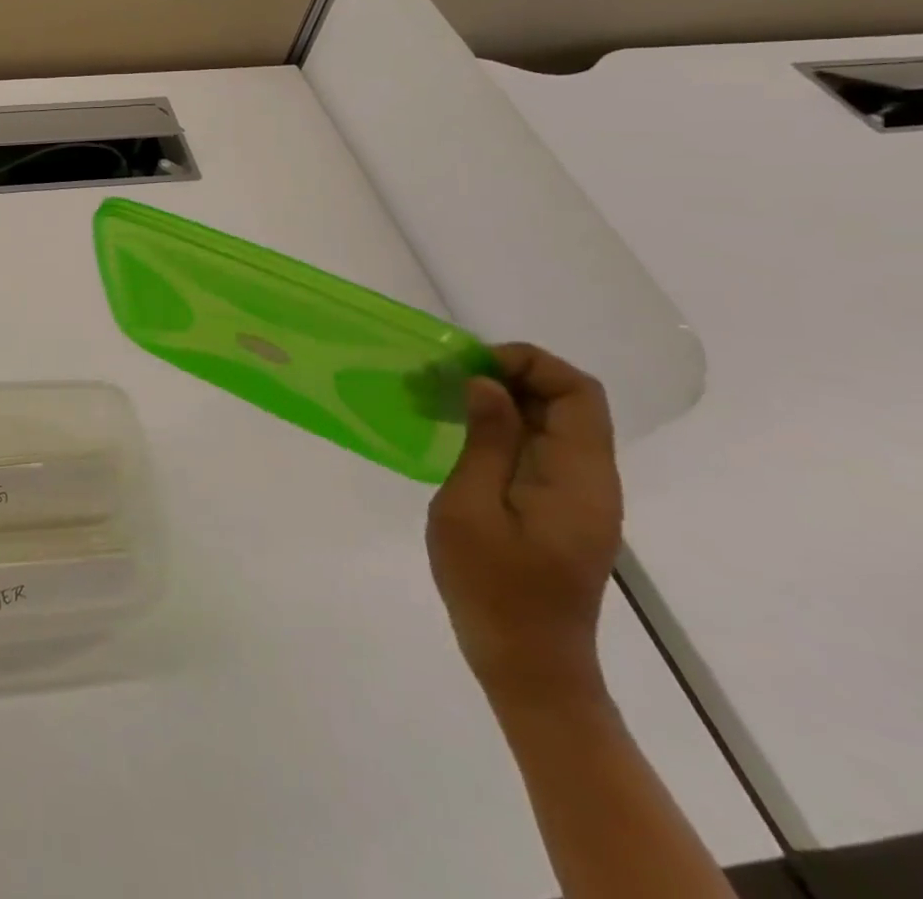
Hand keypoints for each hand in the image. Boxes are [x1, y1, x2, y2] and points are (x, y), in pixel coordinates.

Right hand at [427, 344, 623, 704]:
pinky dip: (499, 425)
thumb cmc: (493, 588)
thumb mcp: (472, 509)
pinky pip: (538, 447)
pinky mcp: (559, 507)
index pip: (577, 392)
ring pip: (550, 421)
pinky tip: (454, 430)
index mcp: (579, 478)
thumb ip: (486, 442)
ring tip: (435, 397)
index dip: (528, 362)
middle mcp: (592, 479)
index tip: (468, 366)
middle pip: (567, 401)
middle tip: (440, 377)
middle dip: (505, 374)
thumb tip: (487, 384)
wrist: (528, 664)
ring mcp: (578, 495)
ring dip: (498, 398)